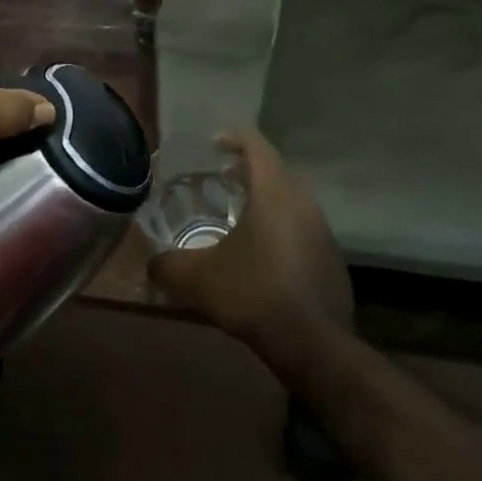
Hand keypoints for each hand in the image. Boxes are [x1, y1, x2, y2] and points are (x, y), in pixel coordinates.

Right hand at [147, 131, 352, 364]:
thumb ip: (167, 266)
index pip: (256, 145)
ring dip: (265, 197)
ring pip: (291, 198)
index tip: (213, 142)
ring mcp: (321, 229)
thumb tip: (151, 264)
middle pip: (276, 169)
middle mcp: (303, 201)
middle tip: (220, 176)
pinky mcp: (330, 255)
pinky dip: (279, 224)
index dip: (234, 137)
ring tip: (238, 212)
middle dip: (248, 167)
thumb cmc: (254, 293)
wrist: (313, 343)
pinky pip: (301, 225)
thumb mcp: (197, 279)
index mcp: (273, 192)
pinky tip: (260, 251)